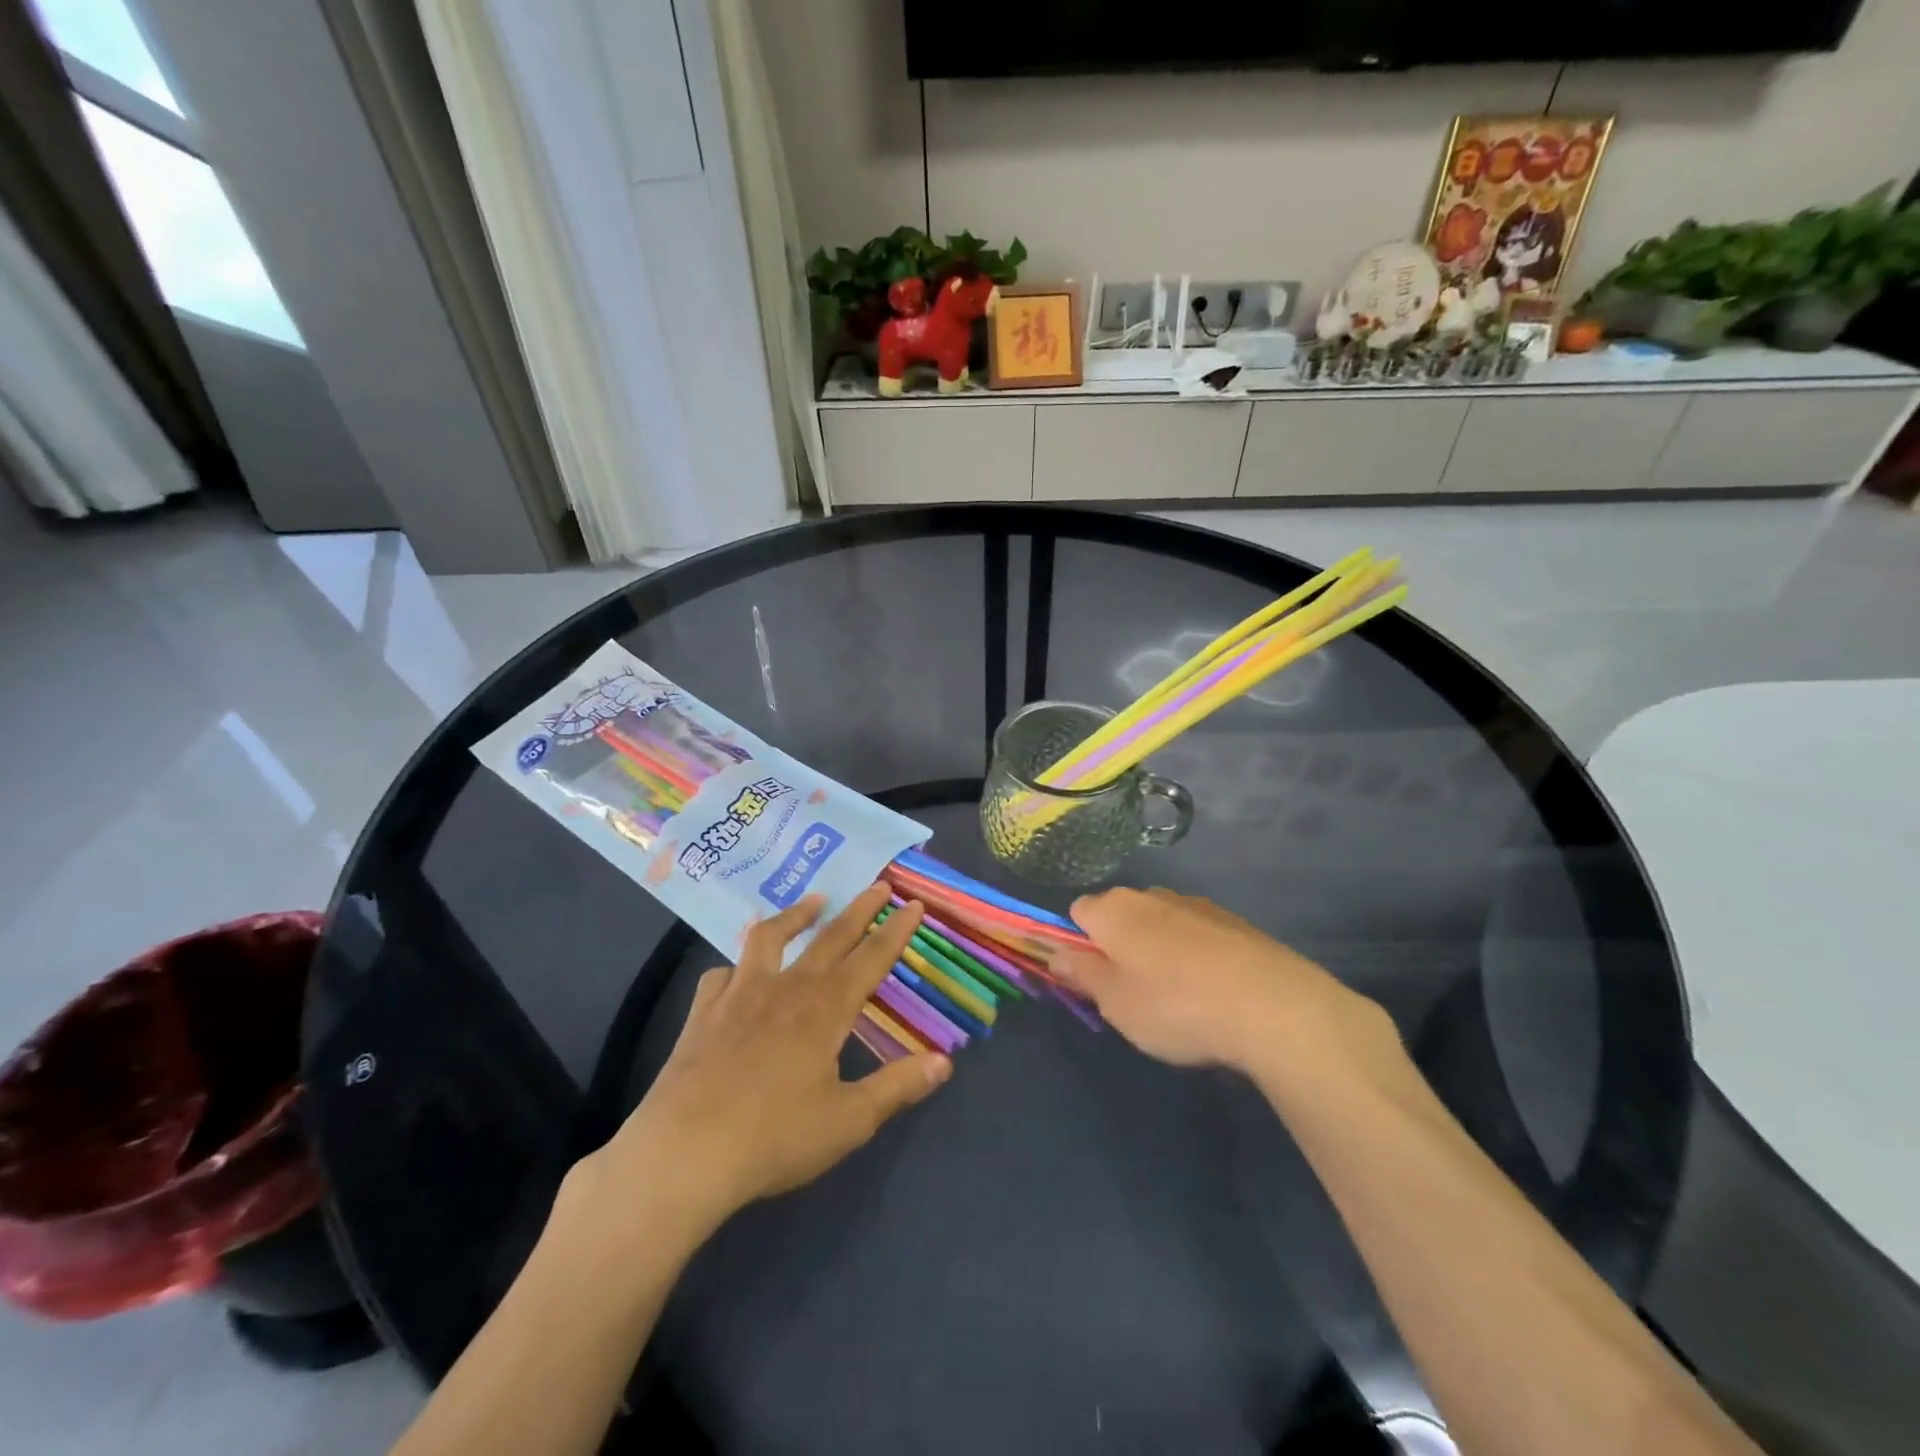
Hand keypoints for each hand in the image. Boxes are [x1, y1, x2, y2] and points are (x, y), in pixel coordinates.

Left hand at [583, 885, 950, 1234]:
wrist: (684, 1154)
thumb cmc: (774, 1139)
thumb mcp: (849, 1121)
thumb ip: (897, 1087)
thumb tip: (945, 1062)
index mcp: (825, 1010)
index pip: (871, 959)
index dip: (895, 930)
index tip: (913, 904)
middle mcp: (786, 989)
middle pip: (829, 938)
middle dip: (859, 909)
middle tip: (878, 885)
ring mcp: (740, 995)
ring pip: (770, 938)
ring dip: (796, 915)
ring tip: (813, 901)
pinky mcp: (704, 1012)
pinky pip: (722, 975)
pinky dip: (736, 967)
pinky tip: (737, 973)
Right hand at [1054, 887, 1394, 1078]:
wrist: (1272, 1005)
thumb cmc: (1175, 1005)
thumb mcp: (1114, 1001)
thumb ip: (1080, 972)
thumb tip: (1054, 951)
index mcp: (1114, 909)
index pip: (1077, 913)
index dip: (1078, 946)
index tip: (1093, 981)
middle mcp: (1151, 894)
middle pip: (1120, 917)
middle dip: (1119, 949)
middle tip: (1133, 997)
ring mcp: (1195, 905)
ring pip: (1159, 925)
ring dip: (1158, 952)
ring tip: (1179, 1001)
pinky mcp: (1232, 922)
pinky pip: (1196, 935)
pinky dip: (1195, 957)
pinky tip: (1213, 993)